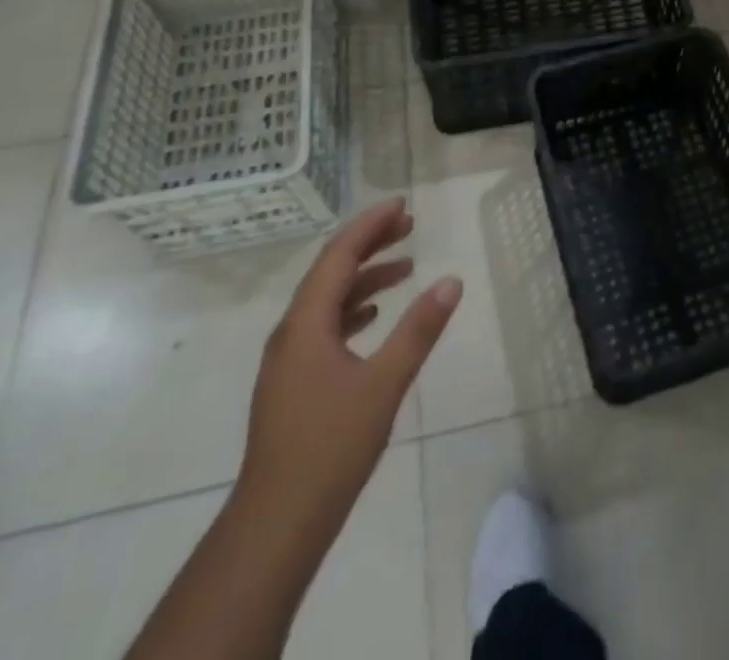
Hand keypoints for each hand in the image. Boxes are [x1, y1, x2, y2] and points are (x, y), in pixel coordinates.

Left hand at [236, 199, 461, 538]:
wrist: (276, 523)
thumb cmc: (330, 446)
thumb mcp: (384, 383)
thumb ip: (419, 329)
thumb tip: (452, 281)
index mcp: (305, 323)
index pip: (339, 255)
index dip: (370, 226)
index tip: (402, 205)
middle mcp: (291, 332)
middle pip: (331, 272)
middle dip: (370, 244)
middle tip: (410, 225)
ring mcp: (289, 360)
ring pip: (329, 300)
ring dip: (365, 278)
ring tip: (406, 266)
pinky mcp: (293, 383)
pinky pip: (325, 326)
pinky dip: (354, 309)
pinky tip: (376, 317)